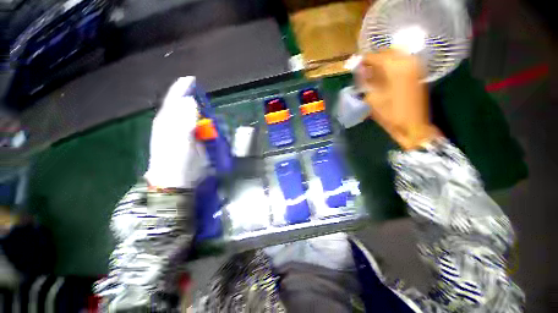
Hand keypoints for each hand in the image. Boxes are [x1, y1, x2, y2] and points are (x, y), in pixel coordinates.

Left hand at [144, 77, 208, 188]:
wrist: (177, 180)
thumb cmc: (176, 160)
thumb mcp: (179, 139)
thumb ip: (184, 120)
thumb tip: (191, 101)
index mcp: (168, 121)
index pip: (174, 100)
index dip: (182, 89)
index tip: (191, 79)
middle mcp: (175, 124)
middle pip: (185, 107)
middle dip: (195, 101)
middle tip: (204, 99)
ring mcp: (185, 133)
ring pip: (194, 118)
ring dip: (203, 115)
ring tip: (208, 115)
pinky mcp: (194, 141)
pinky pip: (201, 129)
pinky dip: (207, 126)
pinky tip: (211, 128)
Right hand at [357, 50, 440, 149]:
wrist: (413, 125)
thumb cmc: (390, 114)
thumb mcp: (373, 99)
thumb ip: (366, 82)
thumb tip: (361, 71)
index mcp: (394, 68)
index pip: (375, 56)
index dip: (363, 60)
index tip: (355, 65)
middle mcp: (407, 62)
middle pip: (387, 52)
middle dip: (373, 60)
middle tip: (363, 70)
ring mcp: (414, 66)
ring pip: (395, 56)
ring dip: (382, 62)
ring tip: (372, 73)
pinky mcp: (417, 73)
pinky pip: (402, 62)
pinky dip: (391, 66)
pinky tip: (384, 75)